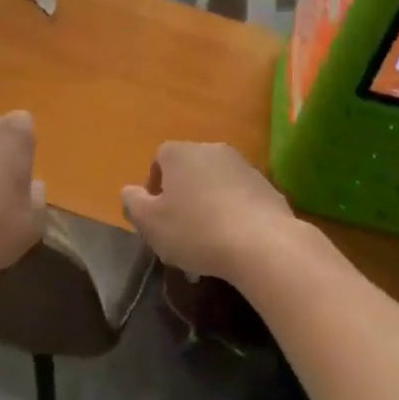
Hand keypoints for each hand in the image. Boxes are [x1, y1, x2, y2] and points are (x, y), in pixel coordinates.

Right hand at [120, 142, 295, 281]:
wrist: (263, 243)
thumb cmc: (196, 230)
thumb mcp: (150, 223)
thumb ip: (133, 203)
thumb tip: (131, 192)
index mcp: (180, 153)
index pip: (159, 159)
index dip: (155, 188)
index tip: (157, 218)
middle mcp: (211, 149)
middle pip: (189, 173)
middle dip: (183, 201)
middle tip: (181, 236)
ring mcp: (243, 166)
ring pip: (215, 187)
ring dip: (209, 210)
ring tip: (209, 249)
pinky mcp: (267, 187)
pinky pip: (240, 200)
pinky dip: (234, 217)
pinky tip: (234, 247)